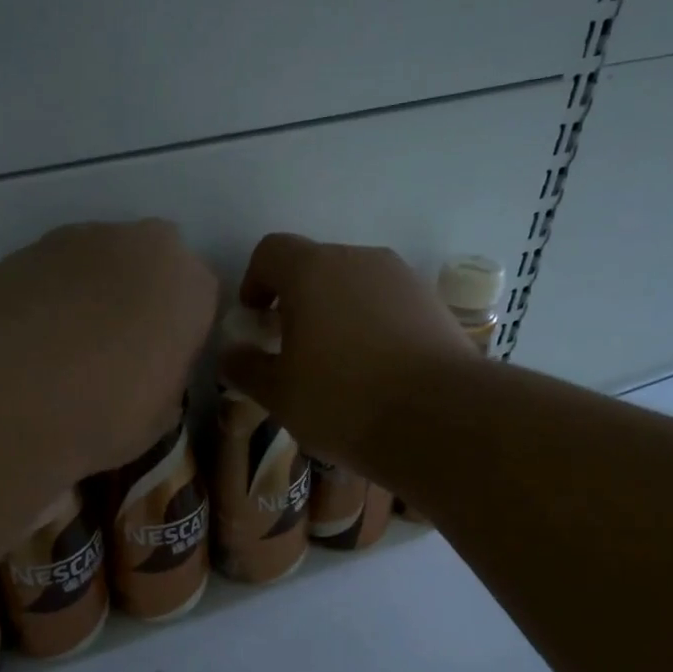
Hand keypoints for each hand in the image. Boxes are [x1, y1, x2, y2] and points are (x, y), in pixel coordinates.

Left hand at [0, 220, 218, 476]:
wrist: (9, 398)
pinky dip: (52, 294)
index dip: (179, 332)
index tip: (160, 362)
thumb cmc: (105, 413)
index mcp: (191, 285)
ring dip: (94, 291)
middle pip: (151, 265)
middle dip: (139, 296)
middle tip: (117, 347)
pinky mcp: (28, 247)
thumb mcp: (161, 415)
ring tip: (67, 343)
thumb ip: (168, 376)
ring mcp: (82, 238)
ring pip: (101, 261)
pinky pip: (56, 270)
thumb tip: (151, 371)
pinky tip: (33, 337)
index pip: (200, 300)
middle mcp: (144, 244)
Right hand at [220, 233, 473, 474]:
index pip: (271, 252)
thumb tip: (231, 353)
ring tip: (336, 365)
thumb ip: (245, 367)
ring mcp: (402, 279)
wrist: (441, 419)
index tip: (255, 321)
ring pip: (354, 286)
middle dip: (296, 301)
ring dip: (336, 313)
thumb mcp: (278, 394)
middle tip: (291, 349)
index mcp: (312, 271)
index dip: (254, 282)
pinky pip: (387, 305)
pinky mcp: (433, 304)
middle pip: (315, 266)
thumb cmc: (343, 401)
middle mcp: (358, 260)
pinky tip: (376, 371)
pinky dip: (371, 326)